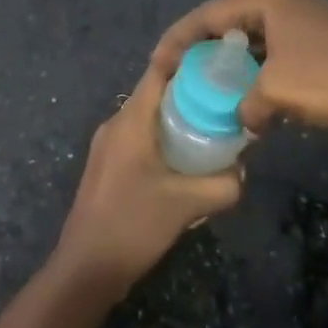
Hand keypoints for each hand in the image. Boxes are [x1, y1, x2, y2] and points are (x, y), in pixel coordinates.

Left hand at [51, 58, 242, 302]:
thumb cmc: (132, 225)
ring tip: (210, 132)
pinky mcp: (106, 166)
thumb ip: (221, 186)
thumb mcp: (185, 205)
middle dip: (189, 93)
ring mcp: (108, 145)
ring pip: (147, 118)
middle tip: (223, 101)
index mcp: (131, 119)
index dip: (187, 58)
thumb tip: (243, 172)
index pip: (159, 70)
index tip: (216, 59)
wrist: (85, 269)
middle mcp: (116, 123)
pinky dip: (162, 140)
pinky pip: (139, 138)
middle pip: (155, 92)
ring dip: (176, 120)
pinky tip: (183, 164)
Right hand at [153, 0, 327, 148]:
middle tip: (180, 69)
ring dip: (233, 58)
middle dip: (204, 44)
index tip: (158, 63)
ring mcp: (306, 17)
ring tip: (209, 80)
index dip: (180, 38)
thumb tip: (243, 117)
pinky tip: (251, 91)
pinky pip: (276, 48)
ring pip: (255, 35)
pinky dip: (258, 67)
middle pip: (231, 19)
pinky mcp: (322, 39)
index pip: (210, 14)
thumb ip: (245, 104)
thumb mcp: (276, 93)